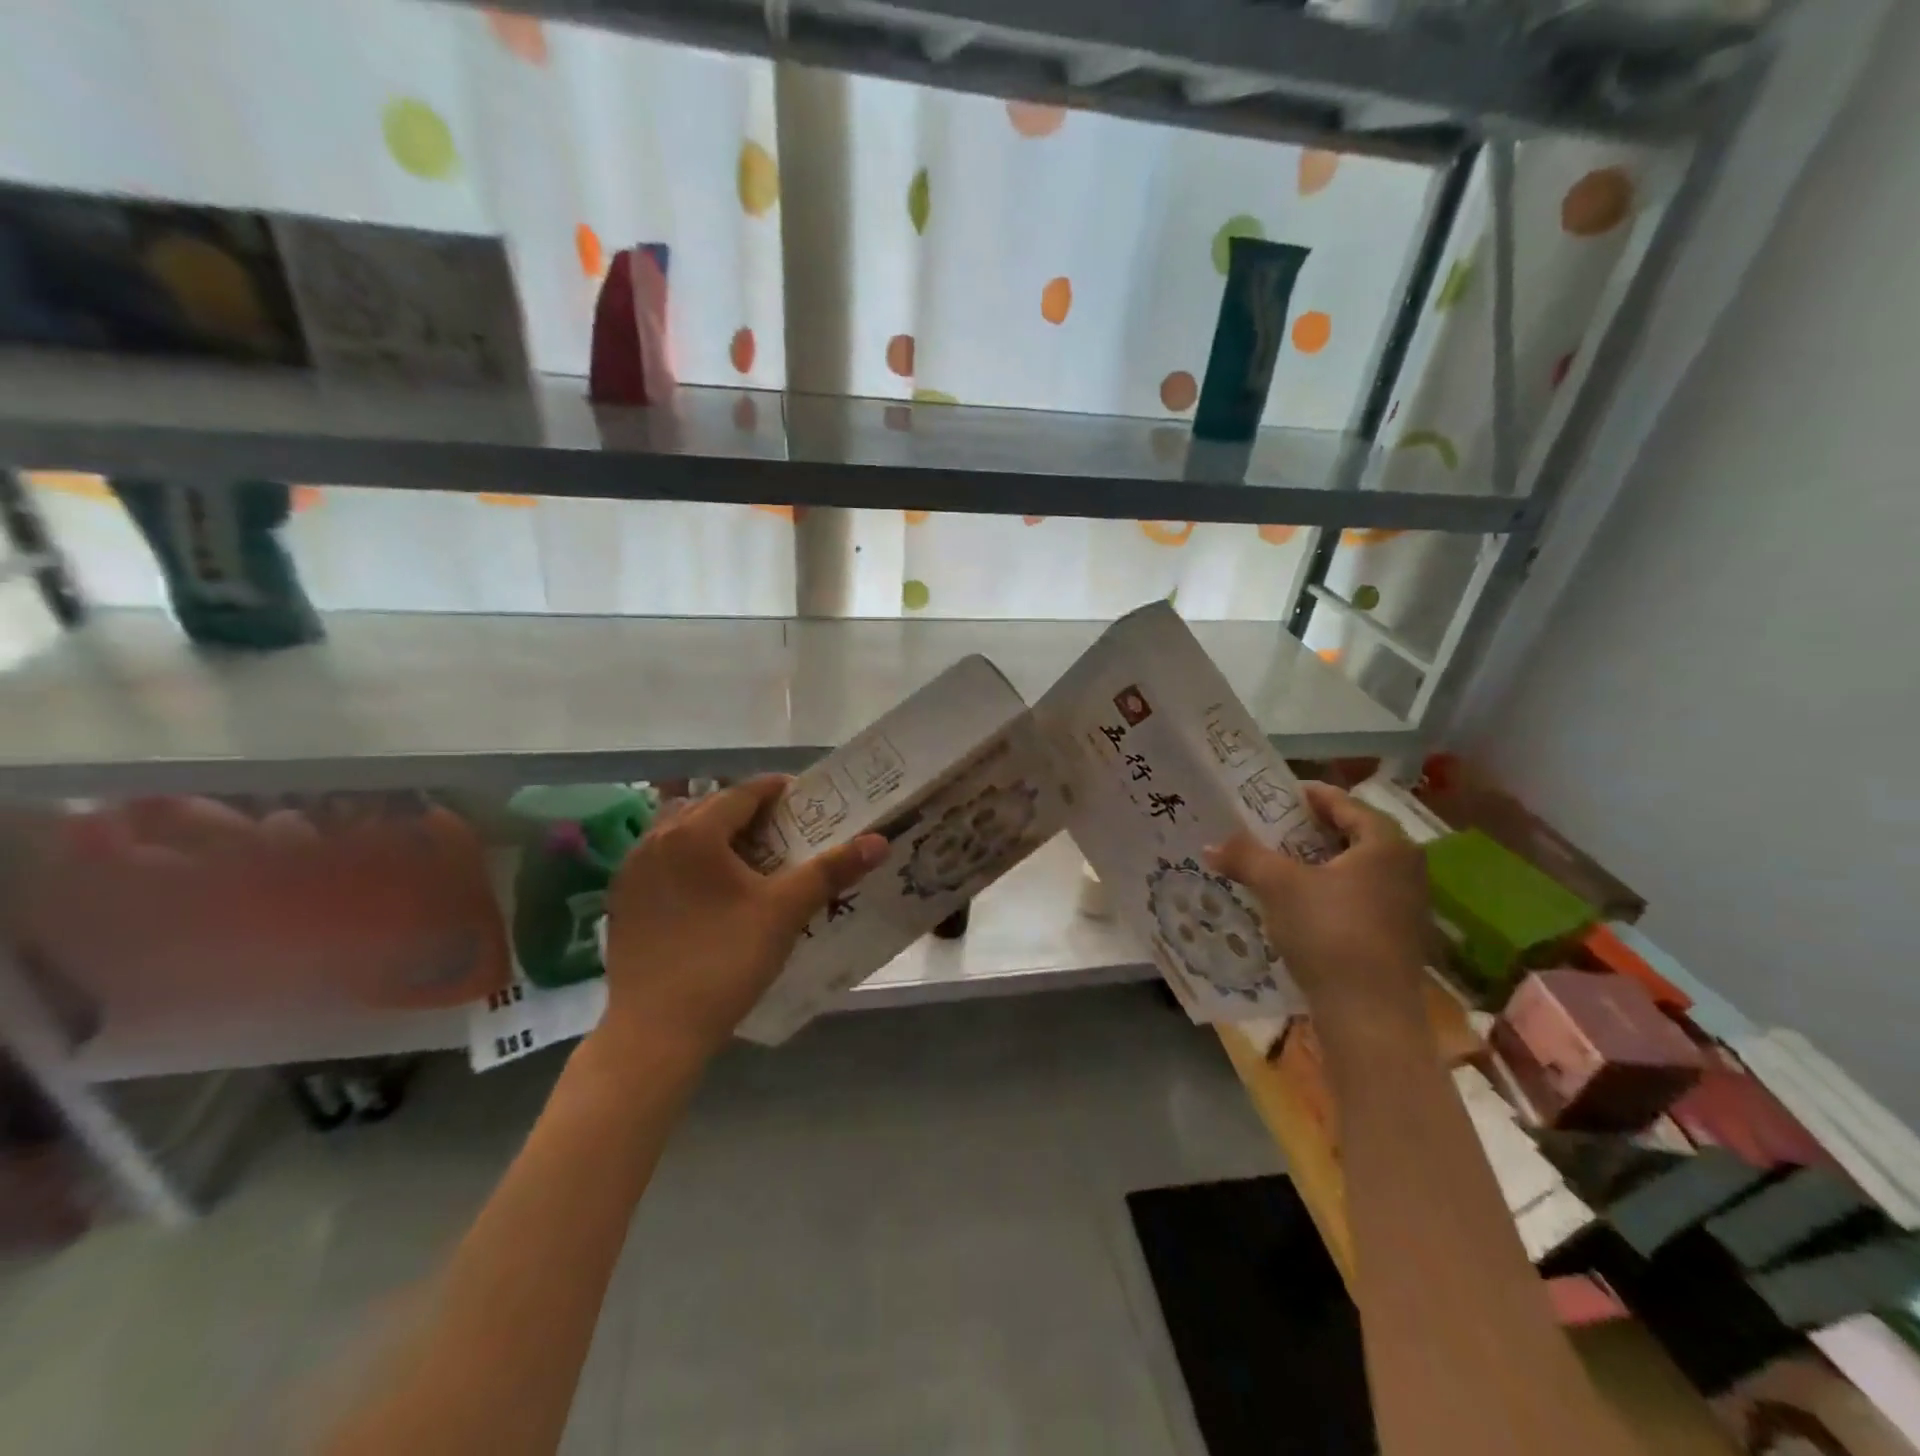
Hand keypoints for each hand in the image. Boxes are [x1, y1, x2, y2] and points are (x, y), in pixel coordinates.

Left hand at [596, 776, 885, 1068]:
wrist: (653, 1032)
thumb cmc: (723, 961)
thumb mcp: (784, 912)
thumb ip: (831, 870)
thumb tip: (879, 840)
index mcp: (694, 832)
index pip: (744, 793)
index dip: (779, 791)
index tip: (808, 801)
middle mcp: (656, 839)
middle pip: (712, 808)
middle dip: (751, 812)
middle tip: (788, 830)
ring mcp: (633, 870)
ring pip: (684, 833)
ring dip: (718, 835)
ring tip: (753, 857)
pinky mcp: (622, 900)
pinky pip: (664, 860)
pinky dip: (693, 860)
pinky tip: (713, 890)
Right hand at [1204, 782, 1429, 1025]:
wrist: (1369, 1013)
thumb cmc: (1330, 932)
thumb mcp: (1279, 886)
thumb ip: (1245, 857)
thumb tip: (1210, 845)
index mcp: (1385, 843)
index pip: (1345, 803)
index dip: (1308, 795)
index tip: (1276, 795)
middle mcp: (1405, 866)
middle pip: (1352, 834)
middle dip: (1310, 830)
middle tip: (1272, 827)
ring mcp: (1406, 903)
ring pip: (1355, 868)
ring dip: (1318, 862)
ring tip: (1279, 862)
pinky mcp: (1398, 934)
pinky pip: (1360, 895)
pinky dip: (1330, 890)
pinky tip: (1299, 902)